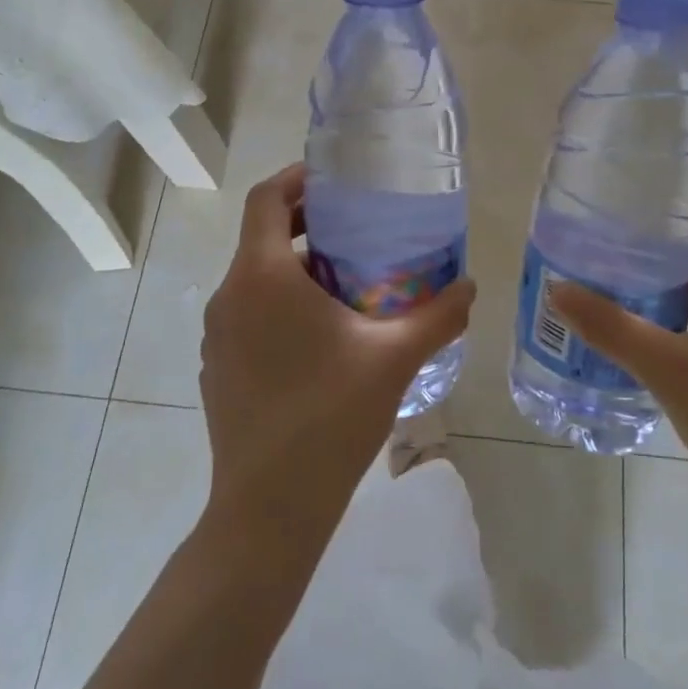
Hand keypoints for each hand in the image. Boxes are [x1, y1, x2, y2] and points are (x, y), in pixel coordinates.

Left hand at [198, 163, 475, 554]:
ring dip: (298, 268)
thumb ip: (437, 315)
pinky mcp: (217, 367)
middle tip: (358, 229)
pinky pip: (249, 313)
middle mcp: (230, 295)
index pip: (266, 198)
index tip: (335, 179)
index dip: (297, 177)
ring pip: (257, 277)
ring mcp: (218, 335)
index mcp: (263, 276)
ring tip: (348, 283)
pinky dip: (281, 303)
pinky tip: (322, 337)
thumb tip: (470, 285)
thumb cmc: (328, 417)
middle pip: (263, 235)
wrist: (268, 511)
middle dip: (309, 224)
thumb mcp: (393, 359)